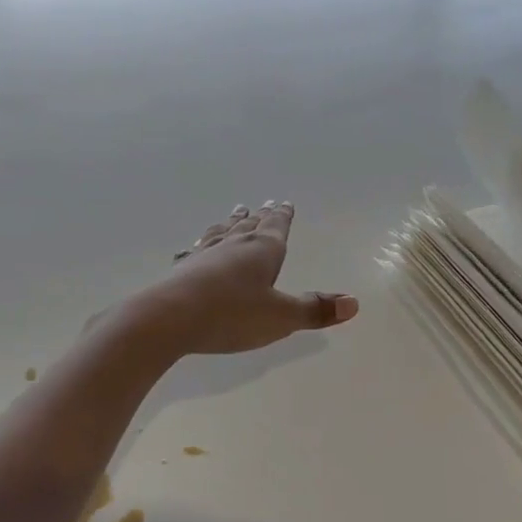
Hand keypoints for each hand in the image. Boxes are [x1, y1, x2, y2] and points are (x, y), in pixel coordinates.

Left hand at [126, 202, 358, 355]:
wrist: (168, 319)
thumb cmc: (232, 315)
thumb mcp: (281, 318)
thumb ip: (314, 310)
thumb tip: (353, 302)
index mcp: (263, 250)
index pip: (276, 227)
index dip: (283, 216)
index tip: (284, 202)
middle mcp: (234, 245)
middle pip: (250, 226)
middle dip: (259, 217)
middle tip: (263, 204)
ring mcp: (205, 255)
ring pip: (222, 233)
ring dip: (231, 223)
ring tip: (235, 213)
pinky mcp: (182, 270)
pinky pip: (195, 251)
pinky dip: (200, 246)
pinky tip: (193, 248)